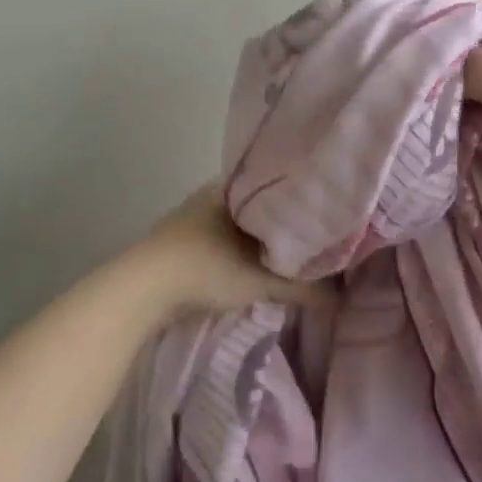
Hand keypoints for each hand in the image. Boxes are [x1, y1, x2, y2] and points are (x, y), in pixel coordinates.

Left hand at [123, 185, 325, 316]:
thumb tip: (341, 298)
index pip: (276, 183)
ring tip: (286, 252)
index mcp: (231, 187)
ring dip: (255, 238)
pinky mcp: (175, 244)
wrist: (140, 291)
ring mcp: (189, 218)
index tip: (322, 210)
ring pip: (235, 224)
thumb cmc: (206, 268)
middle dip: (279, 220)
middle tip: (310, 234)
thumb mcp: (261, 279)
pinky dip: (235, 251)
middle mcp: (210, 194)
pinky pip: (218, 239)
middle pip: (256, 205)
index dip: (299, 198)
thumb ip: (303, 287)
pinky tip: (249, 265)